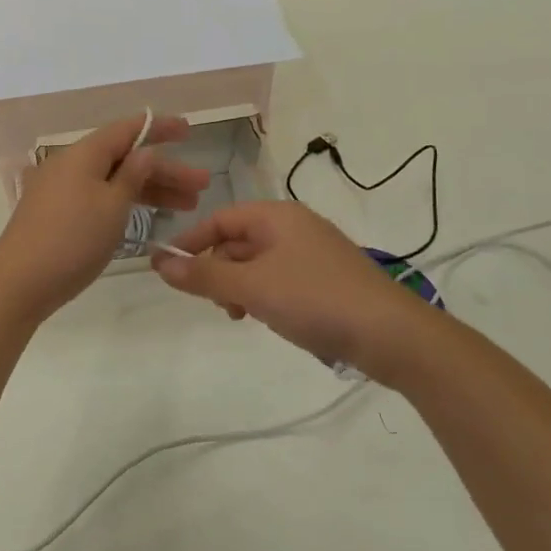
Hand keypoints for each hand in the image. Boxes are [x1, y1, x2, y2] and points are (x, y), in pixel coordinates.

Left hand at [0, 114, 210, 323]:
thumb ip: (133, 175)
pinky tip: (147, 214)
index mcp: (83, 154)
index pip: (127, 130)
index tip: (188, 130)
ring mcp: (60, 189)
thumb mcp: (112, 207)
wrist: (19, 283)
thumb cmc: (72, 240)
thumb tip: (145, 151)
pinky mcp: (56, 213)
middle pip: (124, 158)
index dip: (159, 128)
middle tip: (201, 186)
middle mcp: (70, 164)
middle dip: (164, 170)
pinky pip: (99, 196)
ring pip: (113, 180)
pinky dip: (126, 202)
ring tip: (188, 205)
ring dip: (150, 189)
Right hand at [153, 202, 422, 376]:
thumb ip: (204, 276)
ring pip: (259, 263)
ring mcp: (313, 253)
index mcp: (277, 216)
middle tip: (213, 303)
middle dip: (218, 269)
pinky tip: (268, 318)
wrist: (390, 334)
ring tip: (240, 315)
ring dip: (239, 286)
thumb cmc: (314, 299)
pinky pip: (281, 278)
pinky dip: (264, 294)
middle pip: (239, 240)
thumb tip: (160, 263)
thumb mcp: (252, 287)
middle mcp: (295, 226)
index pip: (220, 219)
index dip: (192, 242)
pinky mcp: (327, 279)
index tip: (169, 270)